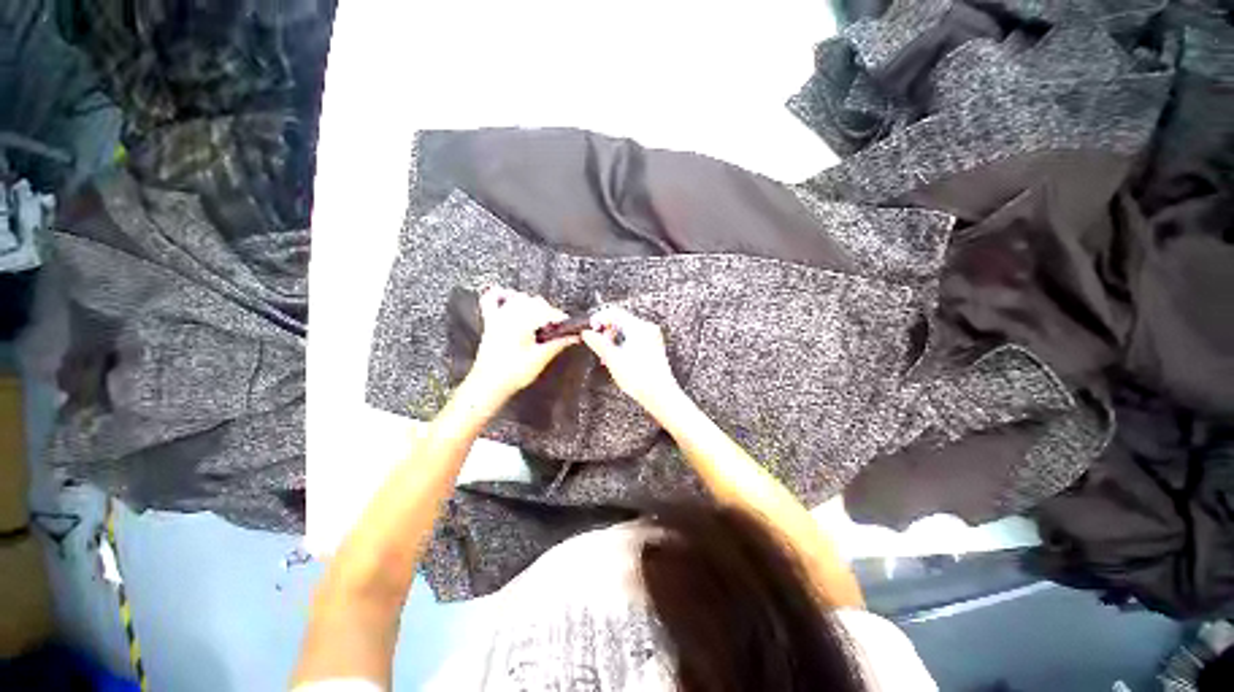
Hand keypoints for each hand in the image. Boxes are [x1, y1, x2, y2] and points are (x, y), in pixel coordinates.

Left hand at [468, 287, 577, 400]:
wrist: (489, 385)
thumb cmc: (513, 373)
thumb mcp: (541, 358)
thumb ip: (558, 343)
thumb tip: (574, 336)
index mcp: (522, 322)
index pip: (547, 312)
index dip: (560, 318)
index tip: (569, 325)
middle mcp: (509, 315)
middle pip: (534, 302)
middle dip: (548, 311)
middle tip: (556, 326)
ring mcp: (498, 317)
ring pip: (518, 298)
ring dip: (531, 304)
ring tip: (540, 317)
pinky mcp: (490, 323)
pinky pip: (491, 300)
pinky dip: (501, 296)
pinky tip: (510, 297)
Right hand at [581, 307, 683, 414]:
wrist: (660, 395)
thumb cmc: (641, 379)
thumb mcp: (613, 360)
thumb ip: (598, 343)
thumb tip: (587, 333)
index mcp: (639, 328)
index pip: (614, 312)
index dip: (599, 319)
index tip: (591, 330)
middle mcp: (647, 328)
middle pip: (620, 320)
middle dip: (606, 331)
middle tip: (598, 345)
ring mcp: (652, 337)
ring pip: (626, 329)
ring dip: (613, 339)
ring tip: (606, 356)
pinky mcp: (653, 346)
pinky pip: (633, 337)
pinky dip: (622, 343)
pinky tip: (617, 358)